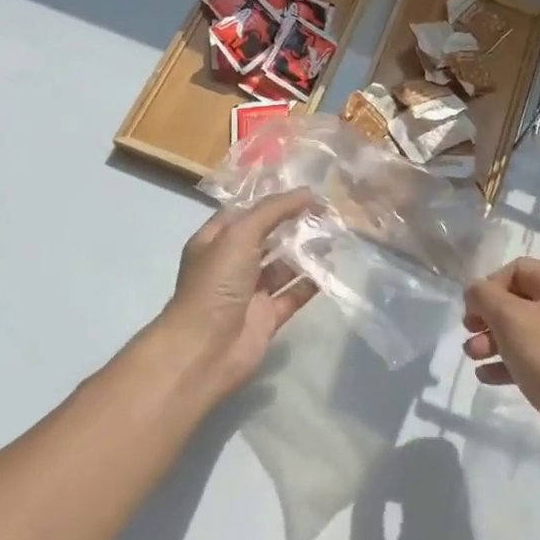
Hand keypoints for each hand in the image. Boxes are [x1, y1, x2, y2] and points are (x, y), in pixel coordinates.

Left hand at [149, 189, 318, 404]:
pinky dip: (311, 282)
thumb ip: (273, 211)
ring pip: (282, 265)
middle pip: (267, 237)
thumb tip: (308, 193)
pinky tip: (332, 267)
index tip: (306, 189)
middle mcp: (231, 264)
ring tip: (335, 234)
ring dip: (305, 251)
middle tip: (328, 210)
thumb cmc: (216, 284)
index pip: (246, 211)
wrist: (205, 349)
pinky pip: (293, 294)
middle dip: (293, 223)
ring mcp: (250, 291)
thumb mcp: (239, 235)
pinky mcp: (267, 316)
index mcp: (215, 241)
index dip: (273, 199)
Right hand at [463, 257, 539, 475]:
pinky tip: (486, 377)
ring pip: (521, 332)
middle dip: (488, 316)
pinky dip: (507, 364)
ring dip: (492, 341)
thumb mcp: (511, 319)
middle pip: (517, 300)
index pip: (517, 269)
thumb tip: (475, 289)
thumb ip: (485, 297)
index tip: (473, 310)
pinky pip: (531, 359)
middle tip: (469, 332)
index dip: (490, 285)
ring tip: (473, 357)